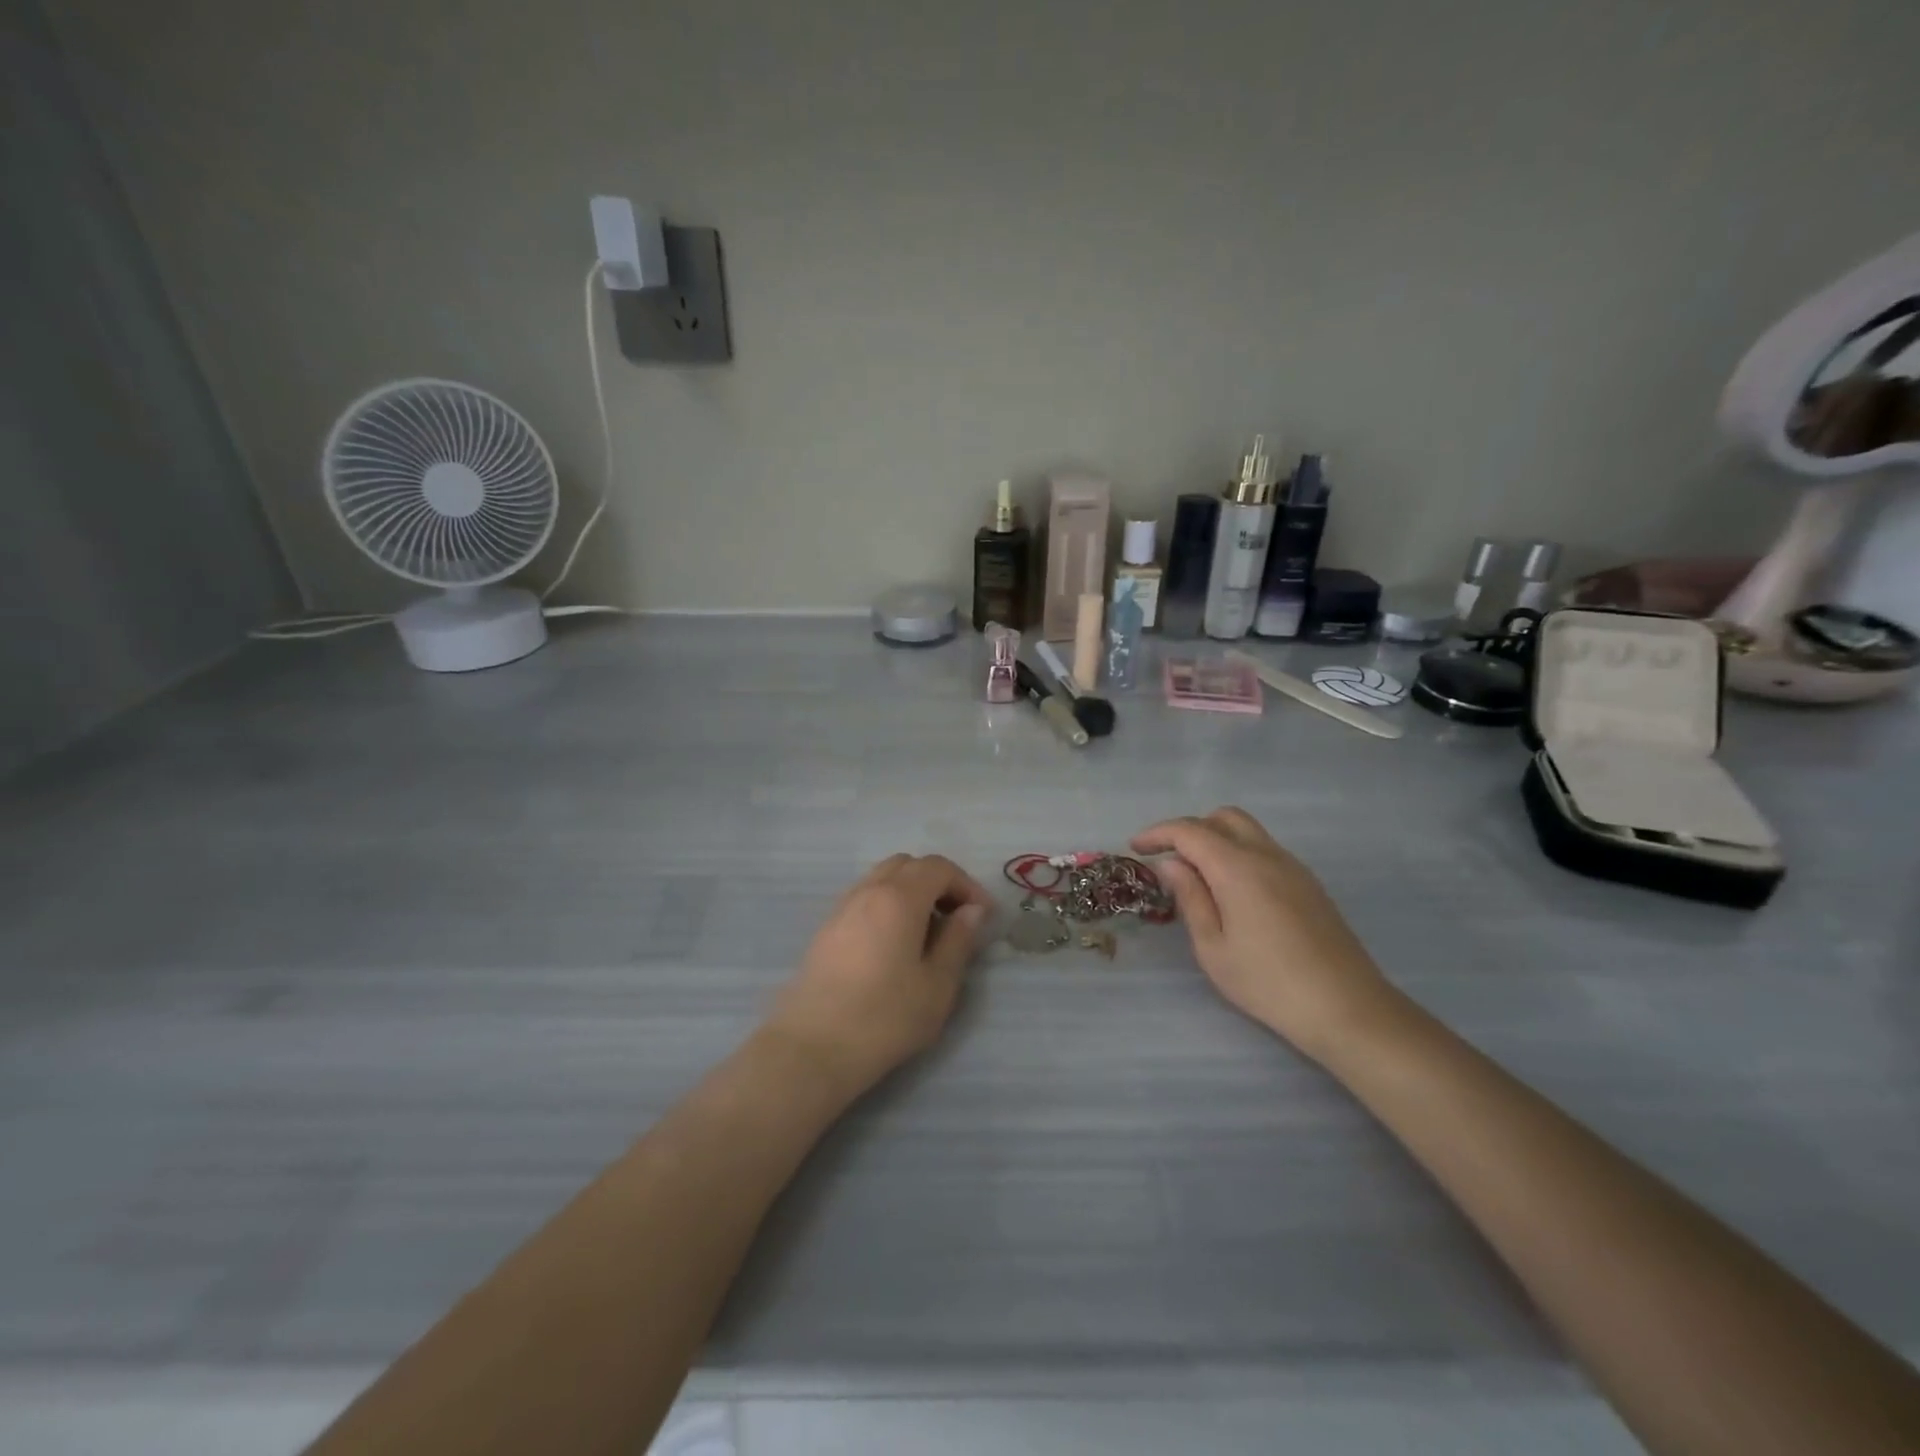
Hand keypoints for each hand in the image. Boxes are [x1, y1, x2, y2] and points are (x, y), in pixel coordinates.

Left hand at [766, 855, 994, 1099]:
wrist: (813, 1046)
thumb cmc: (886, 1017)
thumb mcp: (938, 984)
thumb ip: (958, 940)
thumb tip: (972, 910)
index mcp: (899, 898)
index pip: (938, 867)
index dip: (967, 885)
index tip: (983, 916)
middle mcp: (868, 890)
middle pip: (908, 865)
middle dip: (938, 882)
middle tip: (956, 917)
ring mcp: (842, 907)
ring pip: (882, 878)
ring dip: (911, 891)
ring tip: (927, 931)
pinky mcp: (826, 928)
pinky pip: (864, 897)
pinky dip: (887, 904)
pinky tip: (894, 942)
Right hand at [1133, 808, 1403, 1058]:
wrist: (1347, 1008)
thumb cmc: (1268, 983)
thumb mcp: (1213, 947)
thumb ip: (1190, 898)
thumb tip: (1171, 864)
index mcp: (1238, 867)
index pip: (1190, 830)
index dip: (1158, 833)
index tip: (1136, 848)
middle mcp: (1267, 855)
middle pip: (1223, 818)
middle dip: (1190, 829)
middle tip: (1168, 857)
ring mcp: (1293, 867)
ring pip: (1248, 831)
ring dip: (1216, 839)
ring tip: (1196, 875)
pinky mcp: (1309, 884)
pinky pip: (1265, 850)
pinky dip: (1239, 853)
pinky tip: (1231, 891)